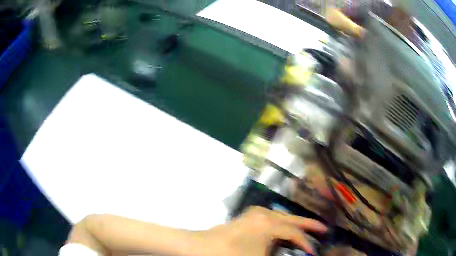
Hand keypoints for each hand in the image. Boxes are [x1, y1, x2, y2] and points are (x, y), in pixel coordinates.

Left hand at [197, 206, 326, 255]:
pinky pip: (270, 218)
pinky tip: (282, 227)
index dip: (306, 243)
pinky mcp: (245, 218)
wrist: (200, 247)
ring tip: (306, 228)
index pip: (294, 233)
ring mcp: (253, 215)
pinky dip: (281, 222)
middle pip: (292, 219)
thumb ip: (278, 254)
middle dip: (308, 224)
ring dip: (294, 222)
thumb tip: (290, 251)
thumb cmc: (230, 254)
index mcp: (269, 225)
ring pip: (281, 216)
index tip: (314, 251)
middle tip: (323, 228)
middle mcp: (263, 215)